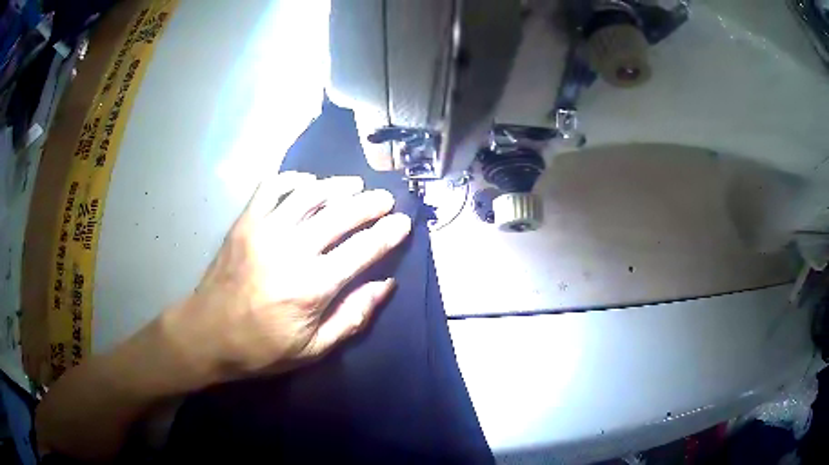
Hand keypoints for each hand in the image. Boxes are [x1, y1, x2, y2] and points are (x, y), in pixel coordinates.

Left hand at [162, 172, 411, 384]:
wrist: (207, 333)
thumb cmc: (262, 348)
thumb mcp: (313, 349)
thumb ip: (353, 316)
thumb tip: (386, 285)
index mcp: (312, 286)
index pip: (362, 250)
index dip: (388, 233)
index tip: (404, 222)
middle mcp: (291, 250)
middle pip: (340, 214)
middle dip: (370, 203)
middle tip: (386, 198)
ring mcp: (264, 230)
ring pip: (310, 194)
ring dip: (338, 185)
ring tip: (355, 186)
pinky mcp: (245, 222)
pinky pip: (273, 187)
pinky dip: (295, 180)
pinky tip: (309, 184)